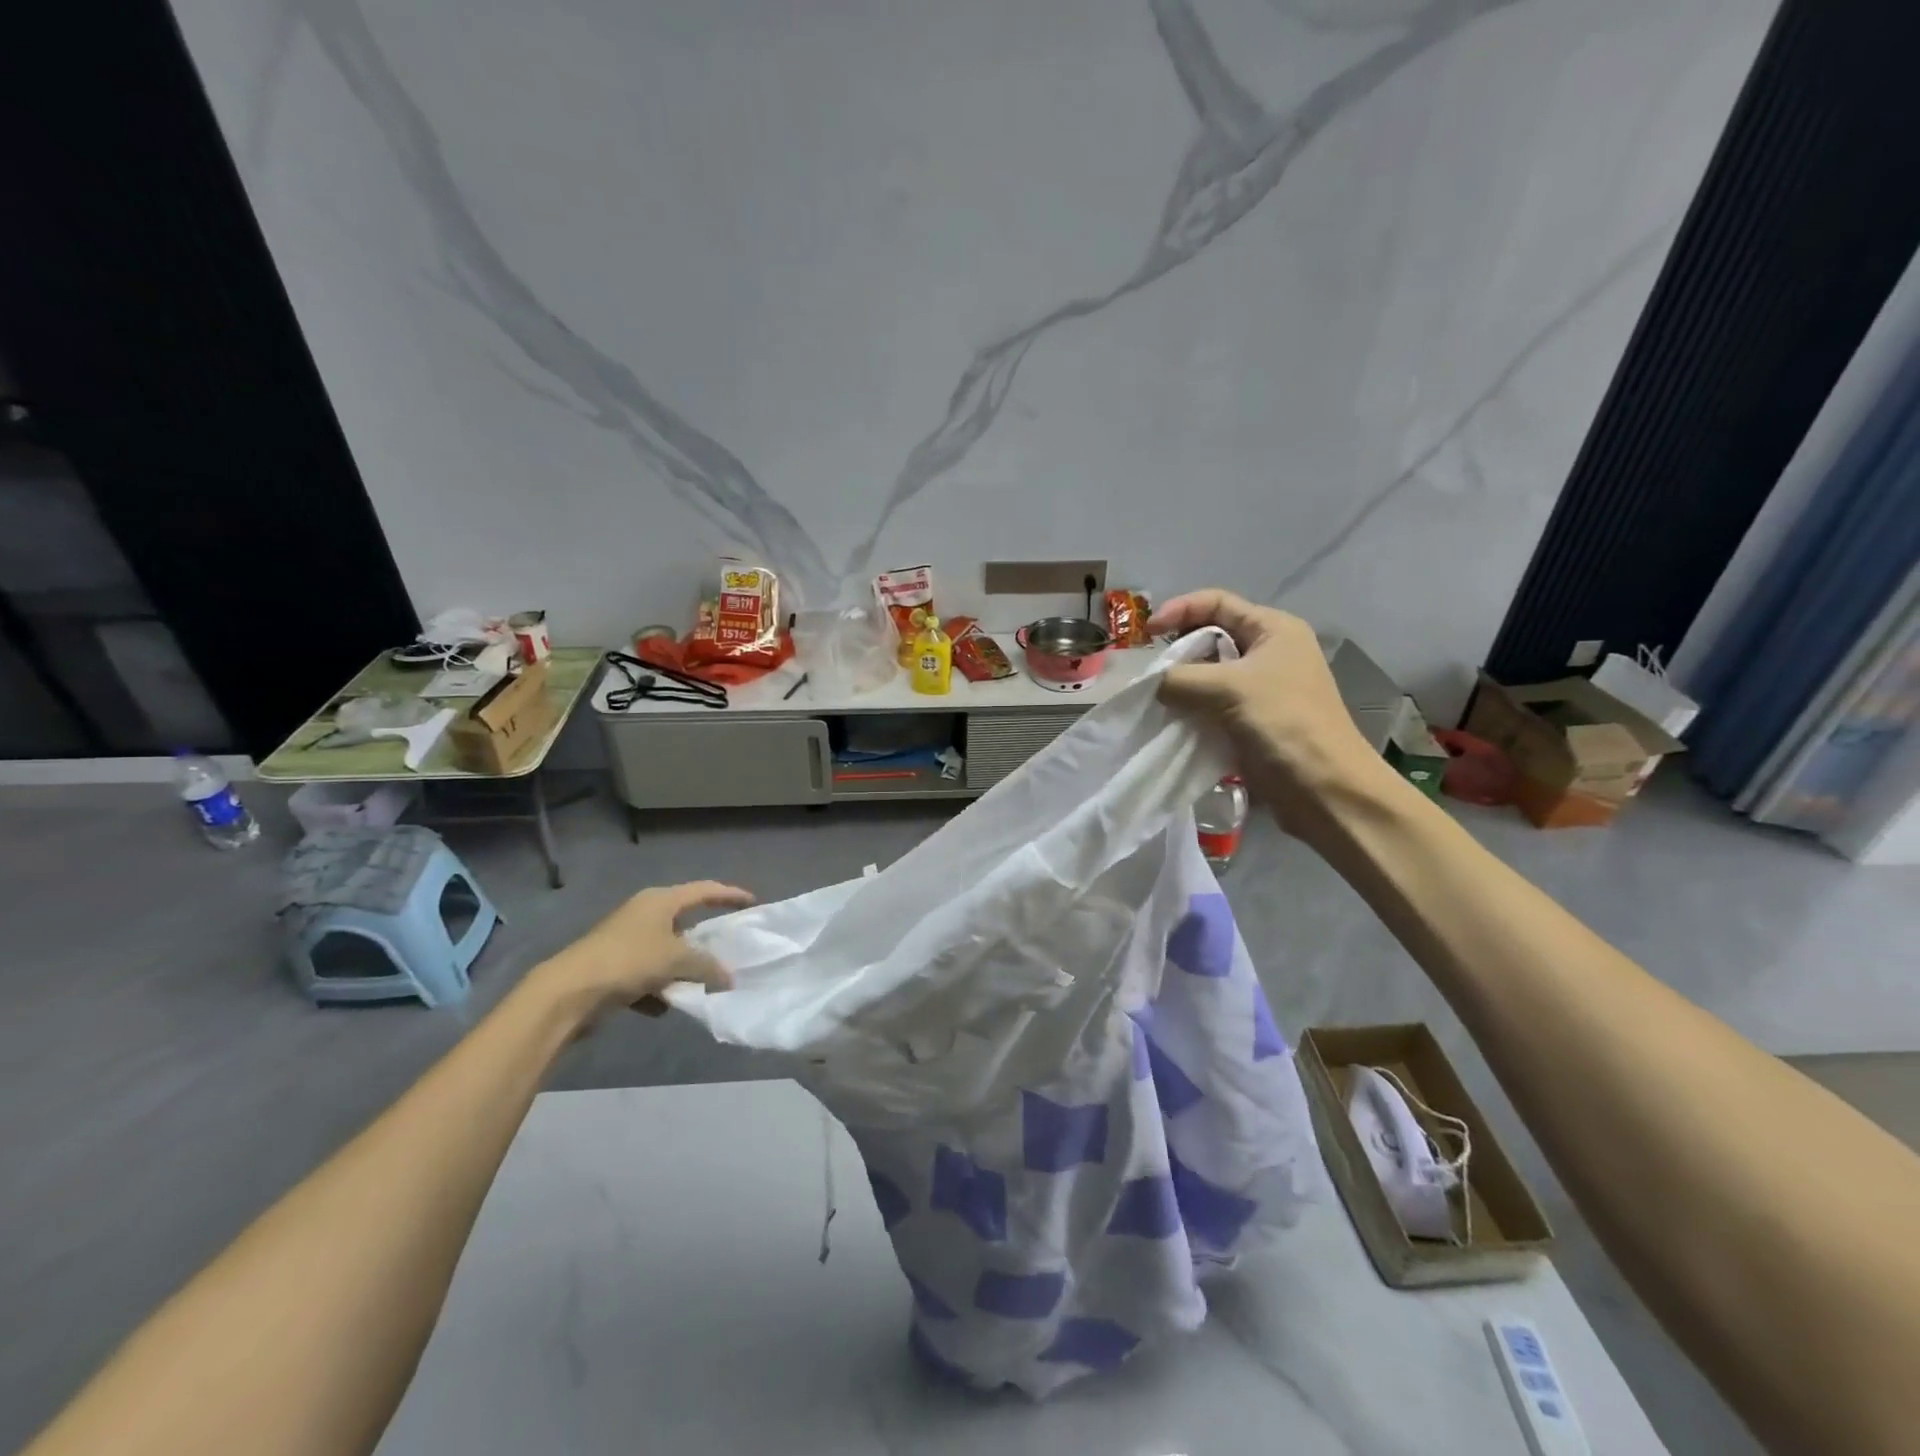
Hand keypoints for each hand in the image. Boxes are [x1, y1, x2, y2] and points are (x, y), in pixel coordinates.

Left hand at [531, 881, 753, 1024]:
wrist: (568, 992)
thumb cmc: (628, 961)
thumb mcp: (676, 959)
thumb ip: (708, 966)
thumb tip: (729, 977)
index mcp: (660, 900)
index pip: (704, 890)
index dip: (730, 894)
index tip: (752, 902)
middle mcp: (643, 914)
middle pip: (684, 921)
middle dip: (705, 938)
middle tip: (730, 947)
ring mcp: (626, 940)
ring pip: (666, 951)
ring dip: (682, 968)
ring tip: (702, 984)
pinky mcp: (613, 967)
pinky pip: (647, 975)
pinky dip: (658, 989)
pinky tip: (665, 1006)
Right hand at [1148, 589, 1393, 834]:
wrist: (1323, 788)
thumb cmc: (1284, 723)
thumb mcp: (1228, 688)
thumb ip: (1179, 678)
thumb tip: (1148, 683)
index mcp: (1273, 629)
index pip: (1217, 602)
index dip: (1179, 610)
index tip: (1146, 633)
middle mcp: (1267, 653)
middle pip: (1209, 638)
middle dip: (1175, 650)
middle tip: (1147, 670)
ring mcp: (1258, 690)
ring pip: (1206, 675)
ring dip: (1178, 684)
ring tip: (1150, 697)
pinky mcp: (1249, 721)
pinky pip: (1208, 705)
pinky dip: (1187, 709)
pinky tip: (1167, 720)